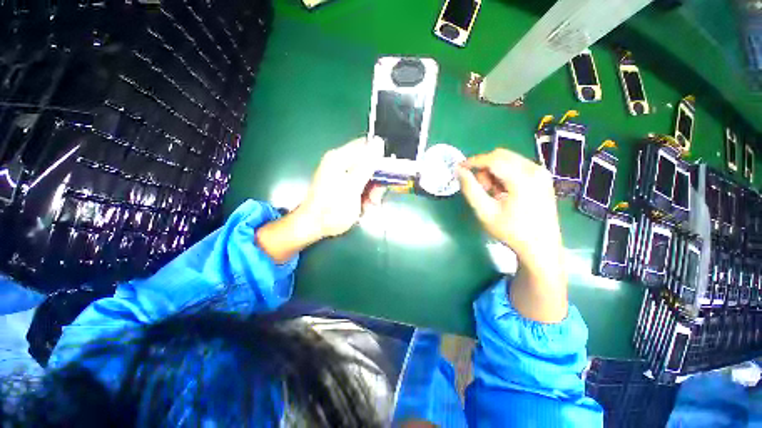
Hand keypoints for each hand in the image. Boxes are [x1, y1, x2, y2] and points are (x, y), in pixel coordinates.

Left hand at [257, 138, 385, 263]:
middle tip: (374, 198)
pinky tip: (364, 206)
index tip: (386, 177)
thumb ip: (366, 166)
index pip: (367, 146)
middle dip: (376, 180)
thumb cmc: (332, 209)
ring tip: (368, 205)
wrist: (313, 226)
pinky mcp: (343, 184)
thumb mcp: (352, 187)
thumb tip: (379, 142)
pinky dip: (365, 195)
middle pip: (368, 162)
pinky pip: (361, 184)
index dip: (381, 159)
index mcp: (340, 157)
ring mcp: (341, 173)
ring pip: (367, 175)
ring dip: (372, 191)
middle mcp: (340, 162)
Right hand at [457, 148, 566, 321]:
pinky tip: (498, 195)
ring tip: (485, 193)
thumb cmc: (511, 234)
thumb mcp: (484, 211)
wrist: (542, 254)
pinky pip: (515, 172)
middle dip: (481, 168)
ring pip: (507, 164)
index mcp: (523, 176)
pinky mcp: (541, 184)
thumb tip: (459, 171)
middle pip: (500, 158)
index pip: (491, 158)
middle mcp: (535, 171)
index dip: (471, 161)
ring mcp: (541, 177)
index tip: (456, 170)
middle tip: (471, 185)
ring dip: (491, 174)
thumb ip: (470, 188)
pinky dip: (501, 179)